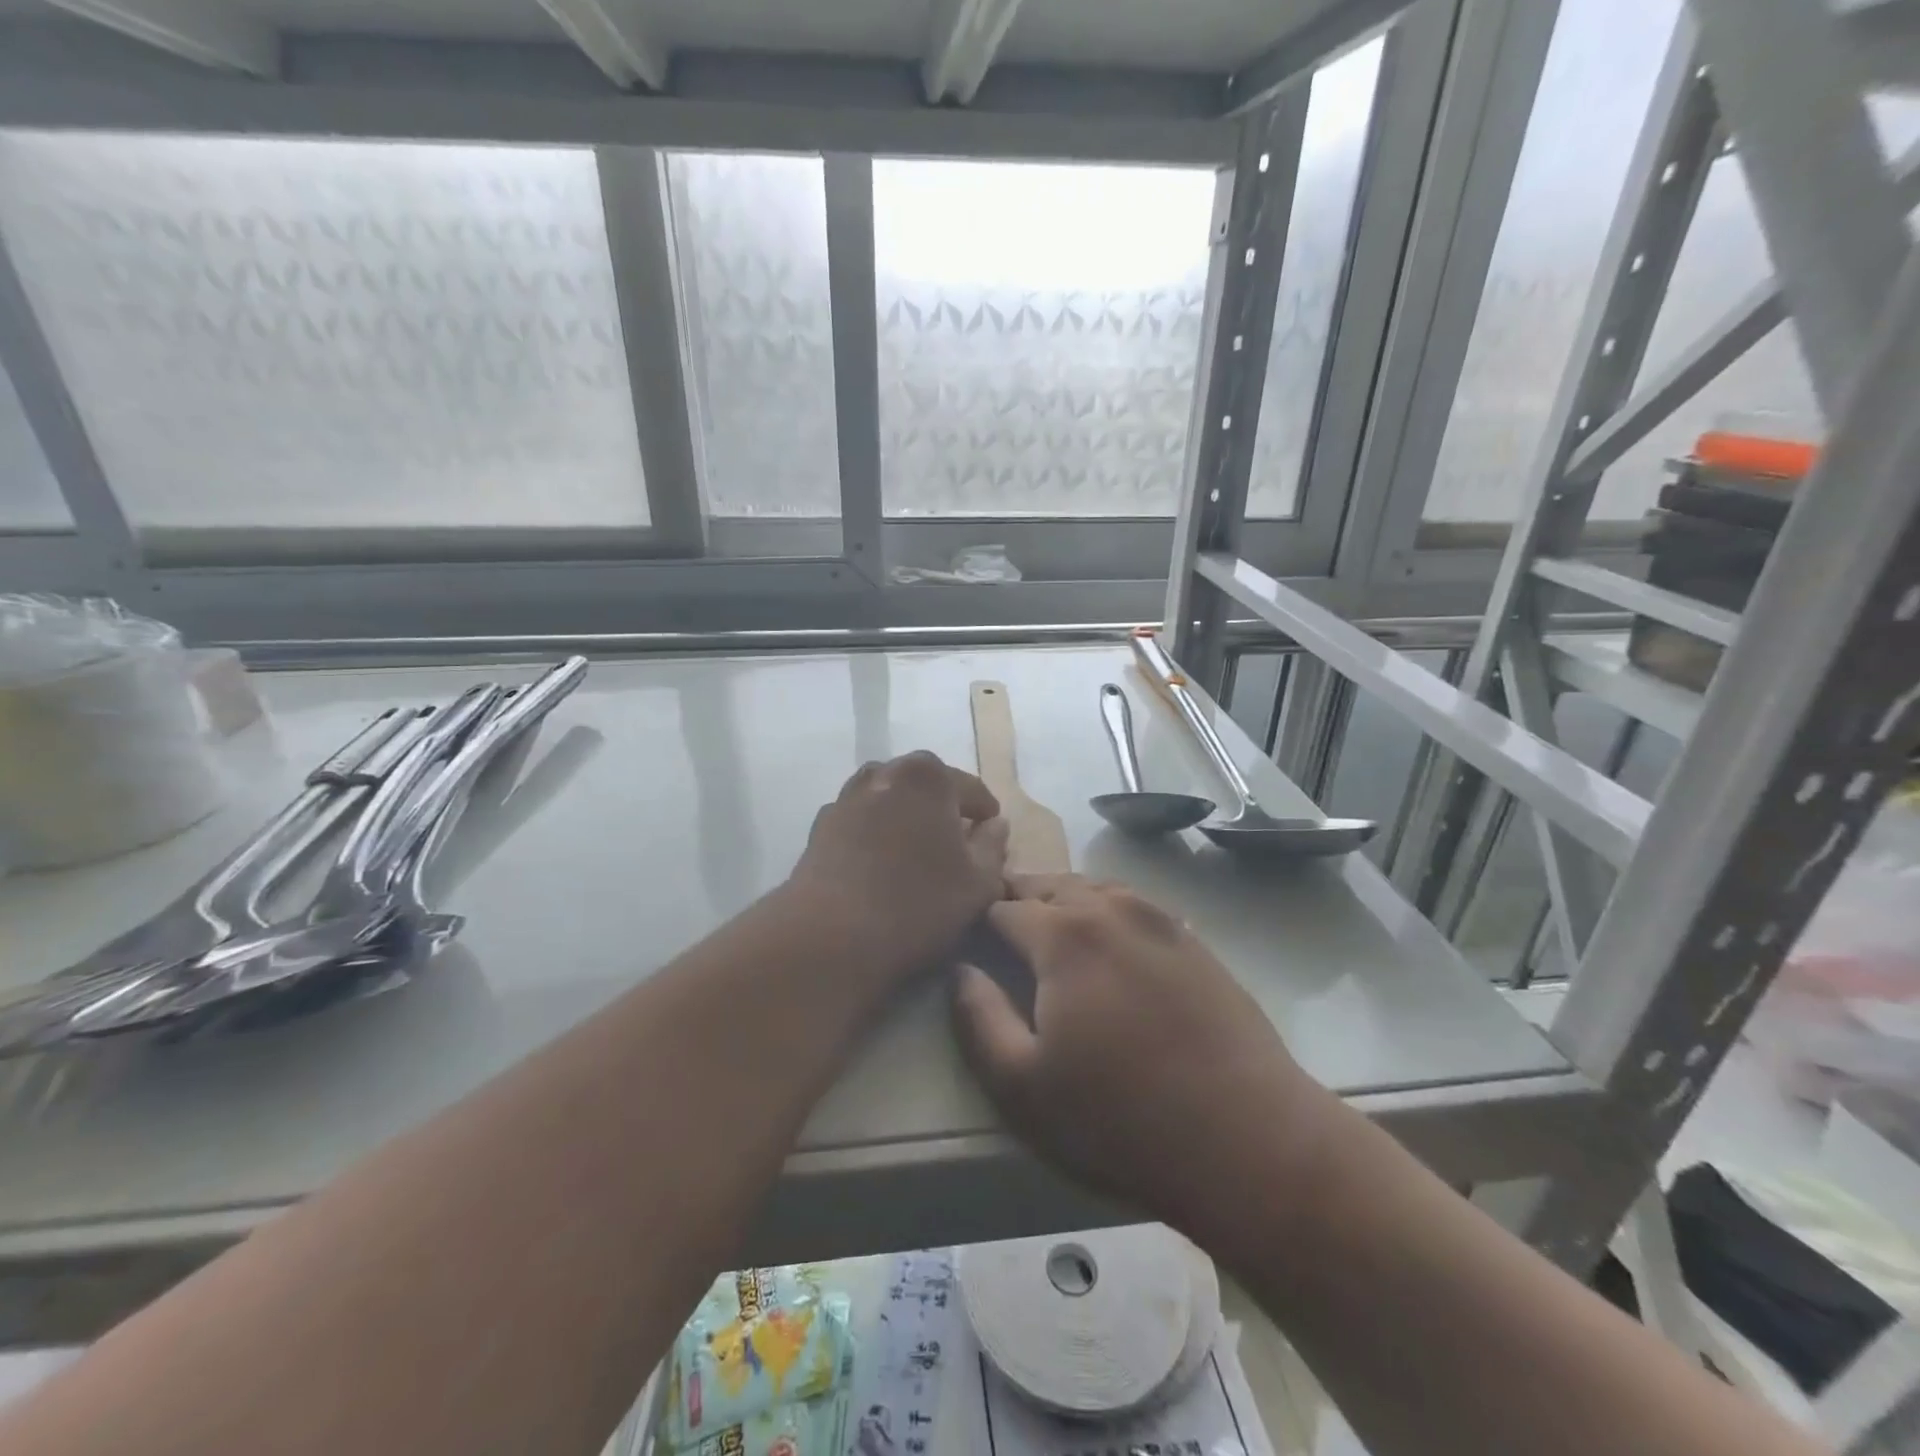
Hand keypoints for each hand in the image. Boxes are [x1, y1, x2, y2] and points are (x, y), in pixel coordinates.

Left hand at [791, 752, 1009, 976]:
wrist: (831, 934)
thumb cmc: (918, 904)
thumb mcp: (978, 883)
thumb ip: (993, 847)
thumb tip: (996, 824)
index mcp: (929, 777)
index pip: (971, 788)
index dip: (986, 813)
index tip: (991, 834)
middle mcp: (885, 773)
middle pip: (926, 785)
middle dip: (942, 807)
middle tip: (956, 841)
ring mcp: (847, 797)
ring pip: (889, 798)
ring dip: (905, 816)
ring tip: (916, 849)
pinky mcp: (820, 826)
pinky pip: (860, 820)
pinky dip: (875, 832)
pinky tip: (879, 862)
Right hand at [952, 873, 1334, 1235]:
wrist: (1248, 1137)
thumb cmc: (1120, 1119)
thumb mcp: (1022, 1086)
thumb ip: (978, 1018)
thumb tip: (962, 970)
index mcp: (1062, 934)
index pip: (1001, 907)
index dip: (978, 924)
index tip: (969, 946)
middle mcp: (1109, 908)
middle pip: (1047, 885)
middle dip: (1018, 902)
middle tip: (1004, 939)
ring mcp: (1157, 918)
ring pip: (1092, 889)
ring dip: (1063, 903)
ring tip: (1051, 937)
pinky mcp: (1192, 939)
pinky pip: (1133, 906)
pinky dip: (1106, 913)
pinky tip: (1109, 946)